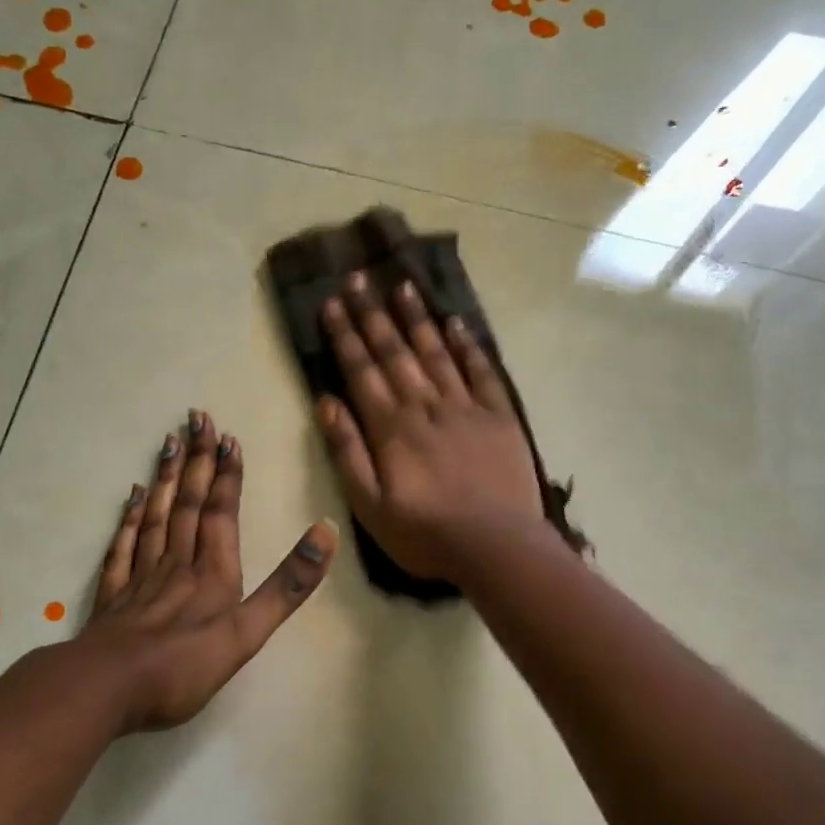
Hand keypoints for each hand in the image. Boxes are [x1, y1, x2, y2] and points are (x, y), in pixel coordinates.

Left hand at [78, 412, 337, 732]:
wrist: (107, 688)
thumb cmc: (183, 666)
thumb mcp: (247, 632)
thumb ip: (286, 585)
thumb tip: (326, 532)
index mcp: (212, 573)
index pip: (222, 513)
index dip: (227, 476)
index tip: (228, 438)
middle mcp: (177, 563)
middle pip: (189, 504)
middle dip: (198, 462)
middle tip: (197, 418)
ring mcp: (142, 577)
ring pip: (157, 516)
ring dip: (167, 479)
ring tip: (170, 442)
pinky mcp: (115, 595)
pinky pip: (124, 545)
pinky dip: (130, 518)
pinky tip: (133, 497)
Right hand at [317, 272, 543, 581]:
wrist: (497, 546)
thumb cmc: (425, 534)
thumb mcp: (369, 505)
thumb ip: (347, 452)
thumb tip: (326, 402)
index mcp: (391, 428)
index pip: (361, 371)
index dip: (344, 336)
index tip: (331, 302)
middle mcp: (426, 406)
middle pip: (395, 352)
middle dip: (373, 314)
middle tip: (359, 277)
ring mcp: (466, 407)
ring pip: (436, 353)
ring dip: (417, 319)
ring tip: (403, 286)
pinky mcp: (499, 416)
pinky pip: (481, 372)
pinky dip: (468, 346)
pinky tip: (456, 323)